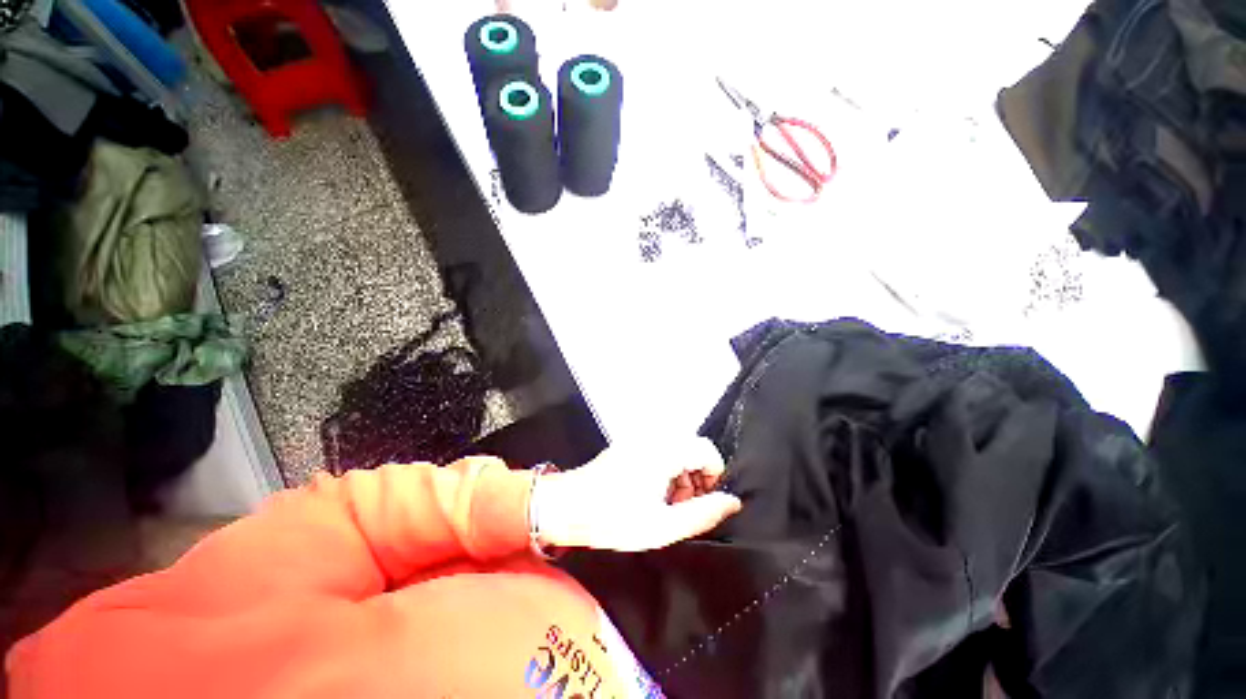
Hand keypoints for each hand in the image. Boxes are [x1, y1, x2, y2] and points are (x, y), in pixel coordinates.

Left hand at [534, 437, 741, 551]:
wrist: (568, 507)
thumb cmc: (614, 518)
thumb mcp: (663, 526)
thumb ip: (702, 514)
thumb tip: (732, 502)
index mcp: (664, 450)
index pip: (707, 450)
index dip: (713, 477)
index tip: (702, 502)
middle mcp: (654, 436)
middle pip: (692, 449)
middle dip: (696, 478)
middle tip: (682, 508)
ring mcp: (639, 438)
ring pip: (677, 451)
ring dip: (680, 475)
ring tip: (665, 504)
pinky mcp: (629, 444)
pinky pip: (660, 451)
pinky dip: (665, 470)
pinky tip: (651, 493)